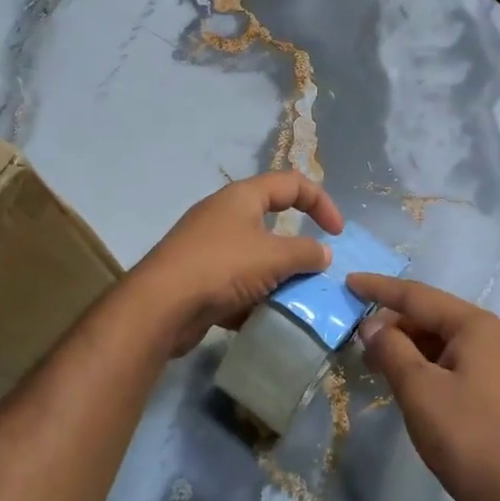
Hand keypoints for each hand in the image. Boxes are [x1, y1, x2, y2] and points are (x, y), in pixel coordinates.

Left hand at [130, 172, 344, 357]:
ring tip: (294, 298)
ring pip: (255, 257)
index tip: (338, 233)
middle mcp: (224, 215)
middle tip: (315, 270)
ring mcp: (208, 247)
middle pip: (272, 221)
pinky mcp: (198, 278)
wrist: (160, 306)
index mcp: (242, 197)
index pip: (292, 183)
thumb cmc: (222, 268)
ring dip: (277, 276)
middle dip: (297, 247)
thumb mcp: (274, 257)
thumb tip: (323, 254)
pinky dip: (253, 297)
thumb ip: (306, 253)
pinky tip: (264, 317)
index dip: (321, 202)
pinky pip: (236, 283)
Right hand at [347, 274, 499, 500]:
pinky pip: (453, 362)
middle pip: (432, 317)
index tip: (349, 282)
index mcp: (476, 326)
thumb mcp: (419, 390)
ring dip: (407, 346)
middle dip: (394, 323)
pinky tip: (404, 379)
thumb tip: (372, 325)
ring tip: (375, 362)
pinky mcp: (497, 390)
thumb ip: (391, 349)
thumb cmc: (465, 436)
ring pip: (442, 341)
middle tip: (358, 338)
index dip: (380, 289)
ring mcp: (498, 364)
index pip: (418, 296)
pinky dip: (425, 364)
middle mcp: (491, 336)